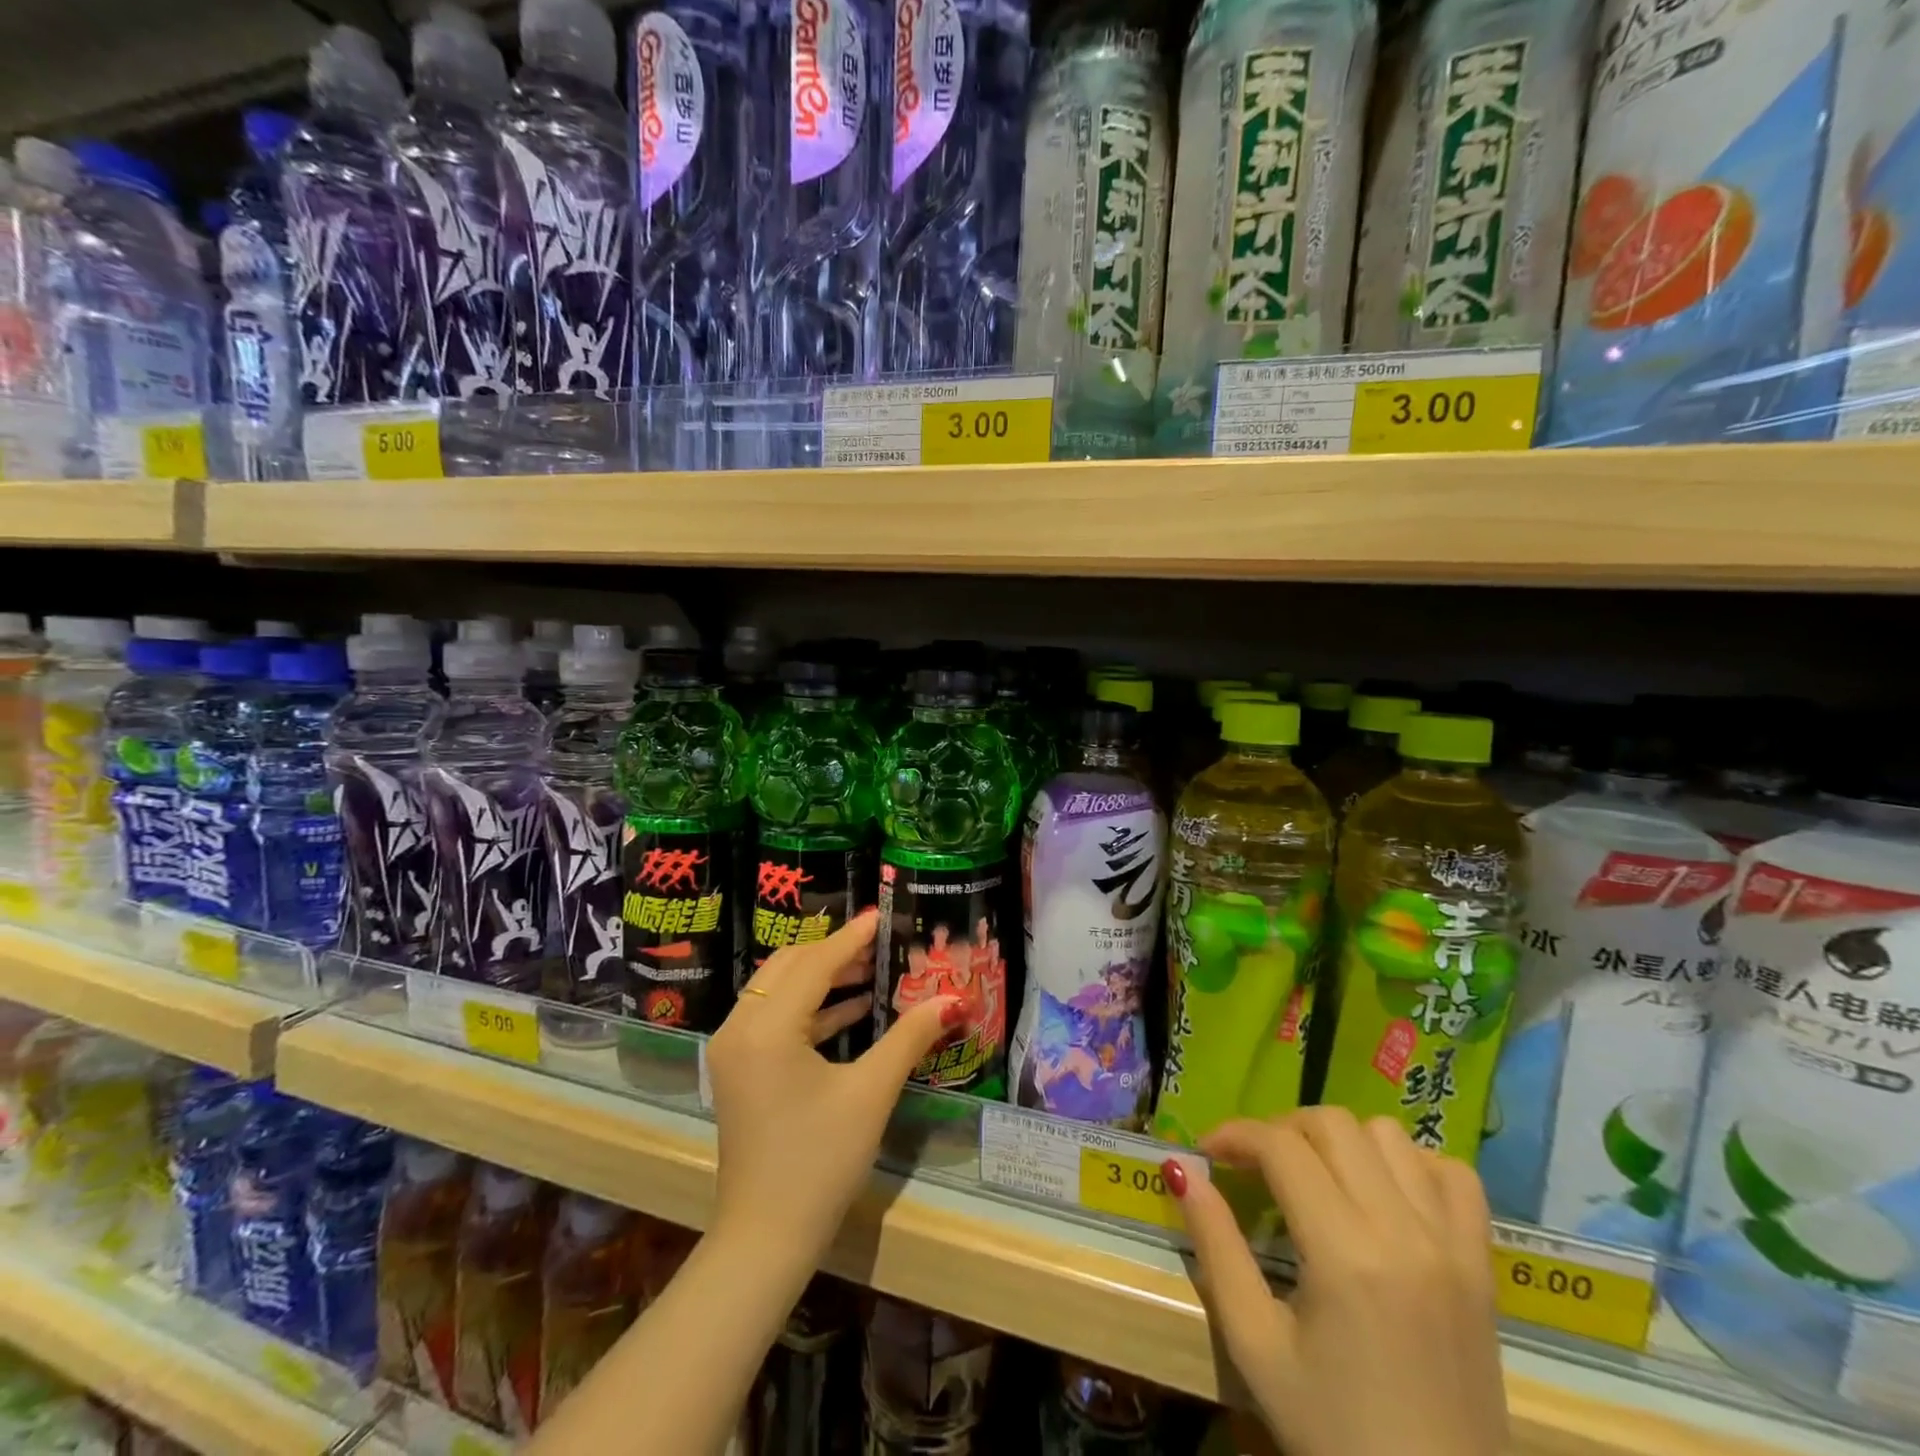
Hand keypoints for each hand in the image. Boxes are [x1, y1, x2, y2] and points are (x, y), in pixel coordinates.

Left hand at [706, 909, 959, 1259]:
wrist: (766, 1238)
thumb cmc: (819, 1162)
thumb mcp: (870, 1093)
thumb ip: (909, 1037)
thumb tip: (953, 999)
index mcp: (767, 1027)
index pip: (813, 963)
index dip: (851, 938)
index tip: (881, 915)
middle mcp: (740, 1027)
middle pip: (789, 967)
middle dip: (835, 953)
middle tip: (880, 944)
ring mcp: (733, 1050)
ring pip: (778, 990)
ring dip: (823, 979)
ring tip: (872, 971)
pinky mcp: (738, 1070)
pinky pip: (773, 1018)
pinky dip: (811, 1010)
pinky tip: (854, 1011)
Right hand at [1167, 1107, 1506, 1455]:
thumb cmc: (1334, 1435)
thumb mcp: (1255, 1345)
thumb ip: (1215, 1246)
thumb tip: (1180, 1170)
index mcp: (1345, 1253)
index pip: (1281, 1146)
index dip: (1234, 1134)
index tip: (1208, 1151)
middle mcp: (1403, 1230)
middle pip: (1332, 1124)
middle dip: (1281, 1130)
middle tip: (1256, 1167)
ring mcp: (1453, 1245)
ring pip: (1389, 1135)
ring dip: (1342, 1140)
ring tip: (1316, 1176)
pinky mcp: (1483, 1266)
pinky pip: (1453, 1175)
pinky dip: (1412, 1164)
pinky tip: (1384, 1194)